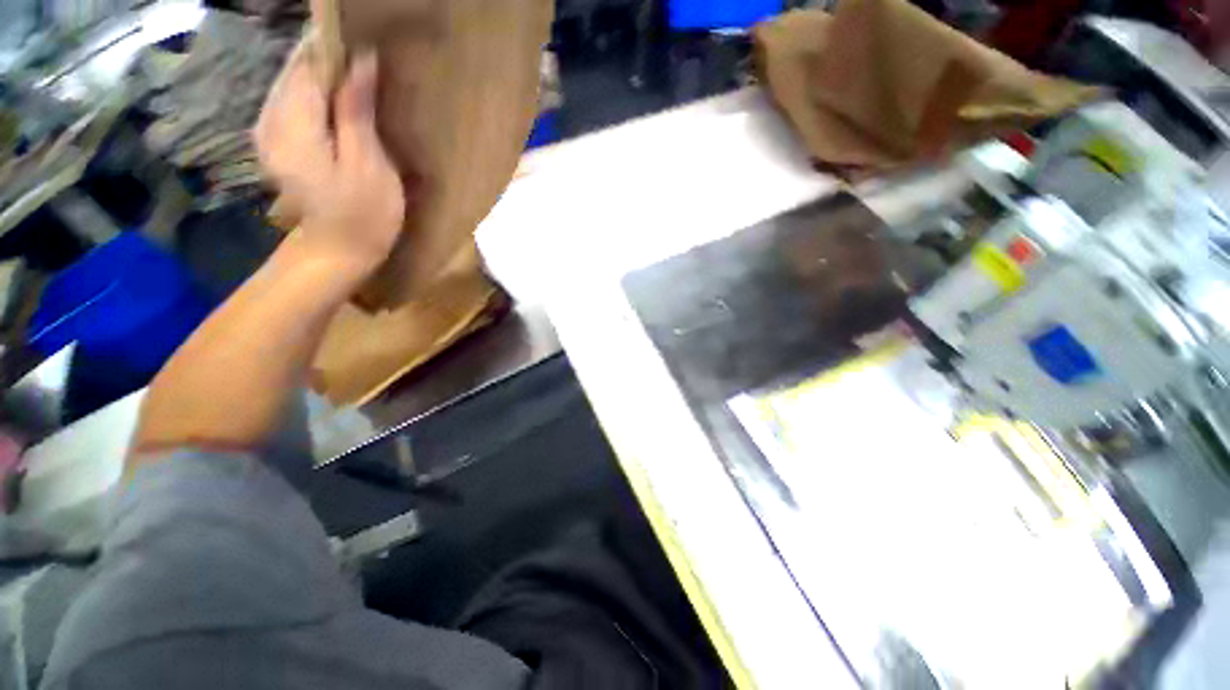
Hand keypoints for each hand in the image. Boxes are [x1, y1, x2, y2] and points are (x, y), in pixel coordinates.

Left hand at [255, 44, 404, 276]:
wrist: (335, 254)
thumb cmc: (362, 216)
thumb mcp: (368, 165)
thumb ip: (357, 111)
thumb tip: (360, 61)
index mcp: (293, 124)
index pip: (308, 64)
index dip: (336, 48)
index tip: (368, 40)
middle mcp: (269, 118)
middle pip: (297, 69)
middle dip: (330, 59)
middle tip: (370, 62)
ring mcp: (268, 131)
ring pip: (295, 83)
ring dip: (325, 76)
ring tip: (361, 80)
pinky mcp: (276, 142)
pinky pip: (294, 102)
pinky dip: (318, 94)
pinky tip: (342, 104)